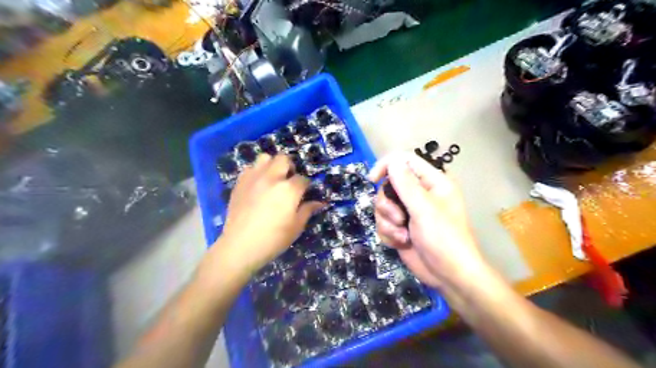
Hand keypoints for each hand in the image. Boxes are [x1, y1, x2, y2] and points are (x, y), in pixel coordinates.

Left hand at [215, 154, 321, 277]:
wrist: (240, 246)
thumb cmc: (273, 239)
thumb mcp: (296, 227)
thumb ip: (307, 210)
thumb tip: (319, 202)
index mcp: (289, 189)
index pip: (303, 179)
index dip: (306, 186)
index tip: (305, 193)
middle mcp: (272, 178)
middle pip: (284, 159)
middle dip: (290, 167)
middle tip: (289, 181)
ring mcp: (254, 178)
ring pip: (265, 157)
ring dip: (272, 165)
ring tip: (273, 179)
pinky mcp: (240, 182)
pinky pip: (250, 168)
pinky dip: (257, 172)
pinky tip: (258, 185)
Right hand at [372, 152, 489, 290]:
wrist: (448, 276)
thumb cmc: (444, 239)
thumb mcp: (424, 209)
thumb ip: (406, 184)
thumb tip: (392, 161)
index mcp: (432, 182)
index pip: (405, 161)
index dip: (387, 166)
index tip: (373, 179)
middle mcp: (419, 194)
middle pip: (388, 186)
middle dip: (387, 205)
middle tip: (399, 219)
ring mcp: (408, 212)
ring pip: (382, 206)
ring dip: (388, 223)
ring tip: (403, 236)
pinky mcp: (400, 228)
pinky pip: (383, 223)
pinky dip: (388, 234)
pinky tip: (401, 244)